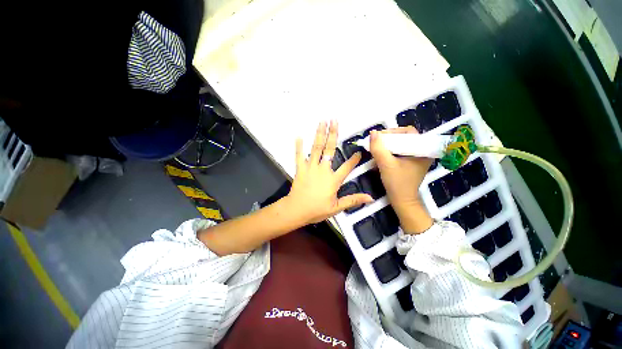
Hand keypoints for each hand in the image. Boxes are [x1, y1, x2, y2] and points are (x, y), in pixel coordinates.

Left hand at [286, 121, 373, 224]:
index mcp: (333, 179)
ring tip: (322, 122)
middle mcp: (323, 169)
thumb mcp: (337, 208)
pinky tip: (299, 136)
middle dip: (333, 134)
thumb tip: (370, 198)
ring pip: (316, 148)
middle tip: (334, 120)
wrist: (296, 210)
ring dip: (319, 134)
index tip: (359, 151)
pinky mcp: (300, 168)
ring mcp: (310, 167)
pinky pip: (299, 155)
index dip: (354, 159)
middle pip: (330, 149)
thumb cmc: (317, 209)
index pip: (347, 167)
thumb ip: (353, 200)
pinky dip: (299, 146)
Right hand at [369, 126, 433, 233]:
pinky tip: (381, 154)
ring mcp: (416, 157)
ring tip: (377, 147)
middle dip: (389, 138)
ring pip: (401, 144)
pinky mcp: (410, 163)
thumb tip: (373, 133)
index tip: (379, 137)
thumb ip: (378, 148)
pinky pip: (400, 151)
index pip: (408, 132)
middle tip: (376, 142)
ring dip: (388, 145)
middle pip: (404, 137)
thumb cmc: (397, 183)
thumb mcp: (386, 164)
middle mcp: (422, 152)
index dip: (393, 131)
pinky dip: (390, 151)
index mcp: (422, 150)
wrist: (402, 201)